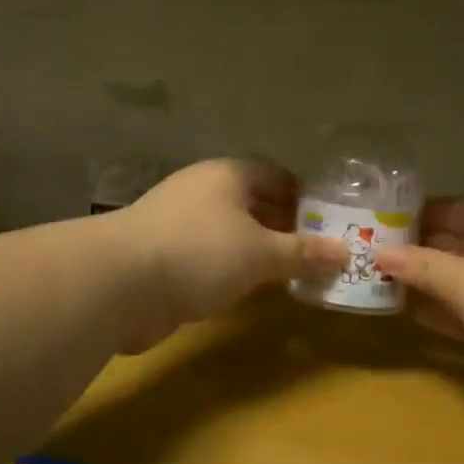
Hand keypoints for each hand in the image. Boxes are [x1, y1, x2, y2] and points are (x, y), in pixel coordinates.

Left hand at [114, 159, 345, 349]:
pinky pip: (209, 258)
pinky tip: (248, 290)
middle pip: (252, 203)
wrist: (118, 284)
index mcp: (226, 175)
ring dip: (257, 250)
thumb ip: (302, 253)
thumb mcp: (260, 252)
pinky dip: (231, 270)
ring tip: (291, 272)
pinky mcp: (162, 258)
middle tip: (317, 251)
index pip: (273, 173)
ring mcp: (178, 225)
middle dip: (284, 225)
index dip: (302, 193)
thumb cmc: (199, 252)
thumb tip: (344, 253)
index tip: (327, 218)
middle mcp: (201, 192)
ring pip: (229, 232)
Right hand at [375, 200, 463, 430]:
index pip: (462, 208)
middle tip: (371, 254)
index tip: (379, 221)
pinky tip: (411, 315)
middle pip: (463, 245)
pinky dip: (447, 315)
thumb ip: (422, 266)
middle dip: (421, 252)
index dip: (421, 214)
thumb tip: (377, 253)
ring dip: (430, 286)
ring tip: (380, 283)